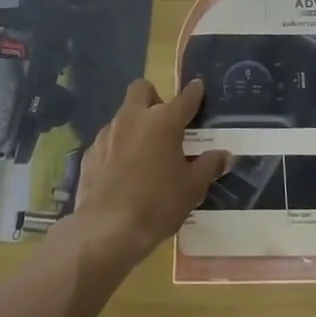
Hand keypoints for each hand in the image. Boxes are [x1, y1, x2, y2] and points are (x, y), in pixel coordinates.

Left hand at [66, 78, 228, 270]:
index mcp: (163, 122)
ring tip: (144, 152)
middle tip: (164, 122)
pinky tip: (122, 171)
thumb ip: (209, 166)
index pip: (184, 98)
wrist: (108, 229)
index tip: (198, 86)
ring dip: (135, 124)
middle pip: (142, 89)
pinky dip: (118, 146)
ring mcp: (108, 133)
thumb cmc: (158, 204)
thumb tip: (225, 155)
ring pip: (123, 114)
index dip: (194, 92)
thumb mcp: (193, 188)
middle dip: (154, 97)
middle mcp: (134, 118)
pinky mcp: (90, 152)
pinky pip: (108, 139)